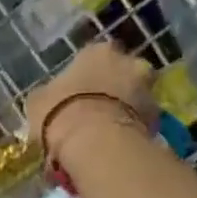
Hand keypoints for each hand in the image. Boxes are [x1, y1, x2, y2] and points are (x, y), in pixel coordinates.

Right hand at [23, 41, 156, 169]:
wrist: (94, 141)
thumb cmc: (59, 112)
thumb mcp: (38, 101)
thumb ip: (49, 94)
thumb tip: (49, 98)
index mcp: (98, 51)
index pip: (93, 57)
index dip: (84, 76)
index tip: (74, 94)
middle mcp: (129, 62)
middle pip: (122, 73)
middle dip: (112, 89)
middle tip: (94, 112)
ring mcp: (147, 89)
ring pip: (135, 98)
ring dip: (124, 109)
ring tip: (105, 133)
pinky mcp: (158, 119)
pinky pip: (142, 122)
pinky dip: (132, 130)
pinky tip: (115, 145)